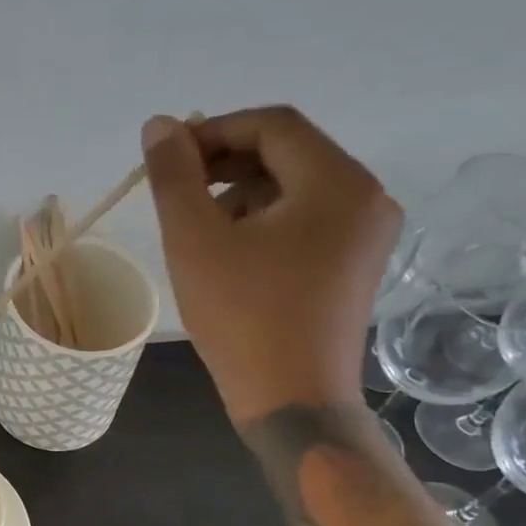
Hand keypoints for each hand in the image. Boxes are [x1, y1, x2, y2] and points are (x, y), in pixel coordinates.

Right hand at [140, 107, 400, 422]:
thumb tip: (159, 125)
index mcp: (337, 183)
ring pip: (294, 186)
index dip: (213, 131)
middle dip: (225, 163)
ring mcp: (366, 233)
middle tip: (177, 190)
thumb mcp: (195, 240)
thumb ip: (174, 175)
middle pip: (287, 152)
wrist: (293, 401)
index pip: (272, 125)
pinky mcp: (355, 263)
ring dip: (241, 192)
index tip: (167, 159)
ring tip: (199, 230)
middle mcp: (366, 197)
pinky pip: (306, 218)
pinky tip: (230, 252)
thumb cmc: (242, 317)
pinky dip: (264, 220)